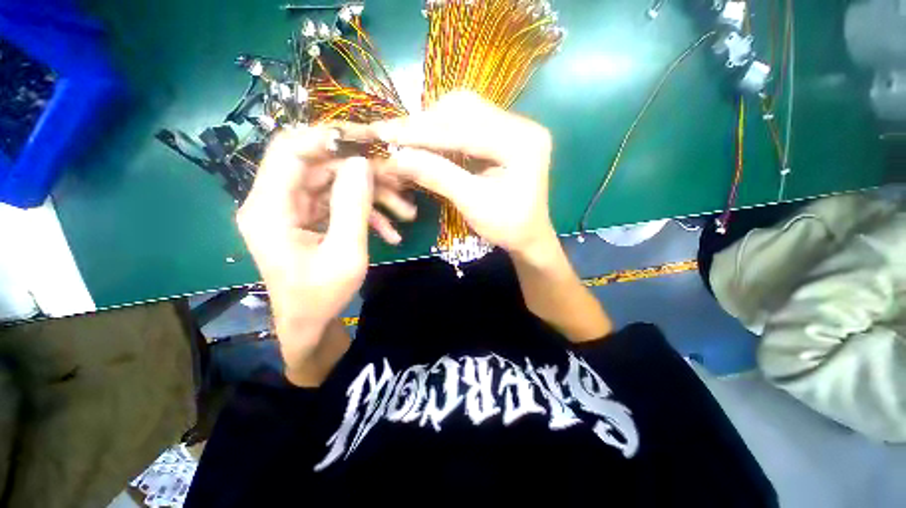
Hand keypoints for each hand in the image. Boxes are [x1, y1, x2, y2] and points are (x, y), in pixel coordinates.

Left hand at [236, 126, 412, 385]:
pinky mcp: (309, 219)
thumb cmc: (323, 295)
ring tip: (406, 214)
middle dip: (365, 176)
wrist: (310, 323)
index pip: (290, 150)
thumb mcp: (345, 253)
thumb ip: (353, 206)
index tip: (368, 141)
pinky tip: (391, 232)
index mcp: (270, 208)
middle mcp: (276, 202)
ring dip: (373, 197)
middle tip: (401, 187)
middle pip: (321, 168)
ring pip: (336, 186)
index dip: (327, 138)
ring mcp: (294, 210)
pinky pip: (338, 205)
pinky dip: (366, 214)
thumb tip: (362, 163)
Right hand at [364, 91, 558, 257]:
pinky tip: (429, 142)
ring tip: (409, 139)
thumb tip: (394, 159)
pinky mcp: (505, 135)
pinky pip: (469, 123)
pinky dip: (445, 131)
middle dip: (426, 123)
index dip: (421, 132)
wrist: (529, 236)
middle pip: (465, 109)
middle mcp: (521, 125)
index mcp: (521, 143)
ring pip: (465, 111)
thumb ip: (437, 177)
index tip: (384, 133)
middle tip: (394, 136)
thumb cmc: (507, 227)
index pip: (464, 129)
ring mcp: (514, 128)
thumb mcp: (473, 204)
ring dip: (434, 124)